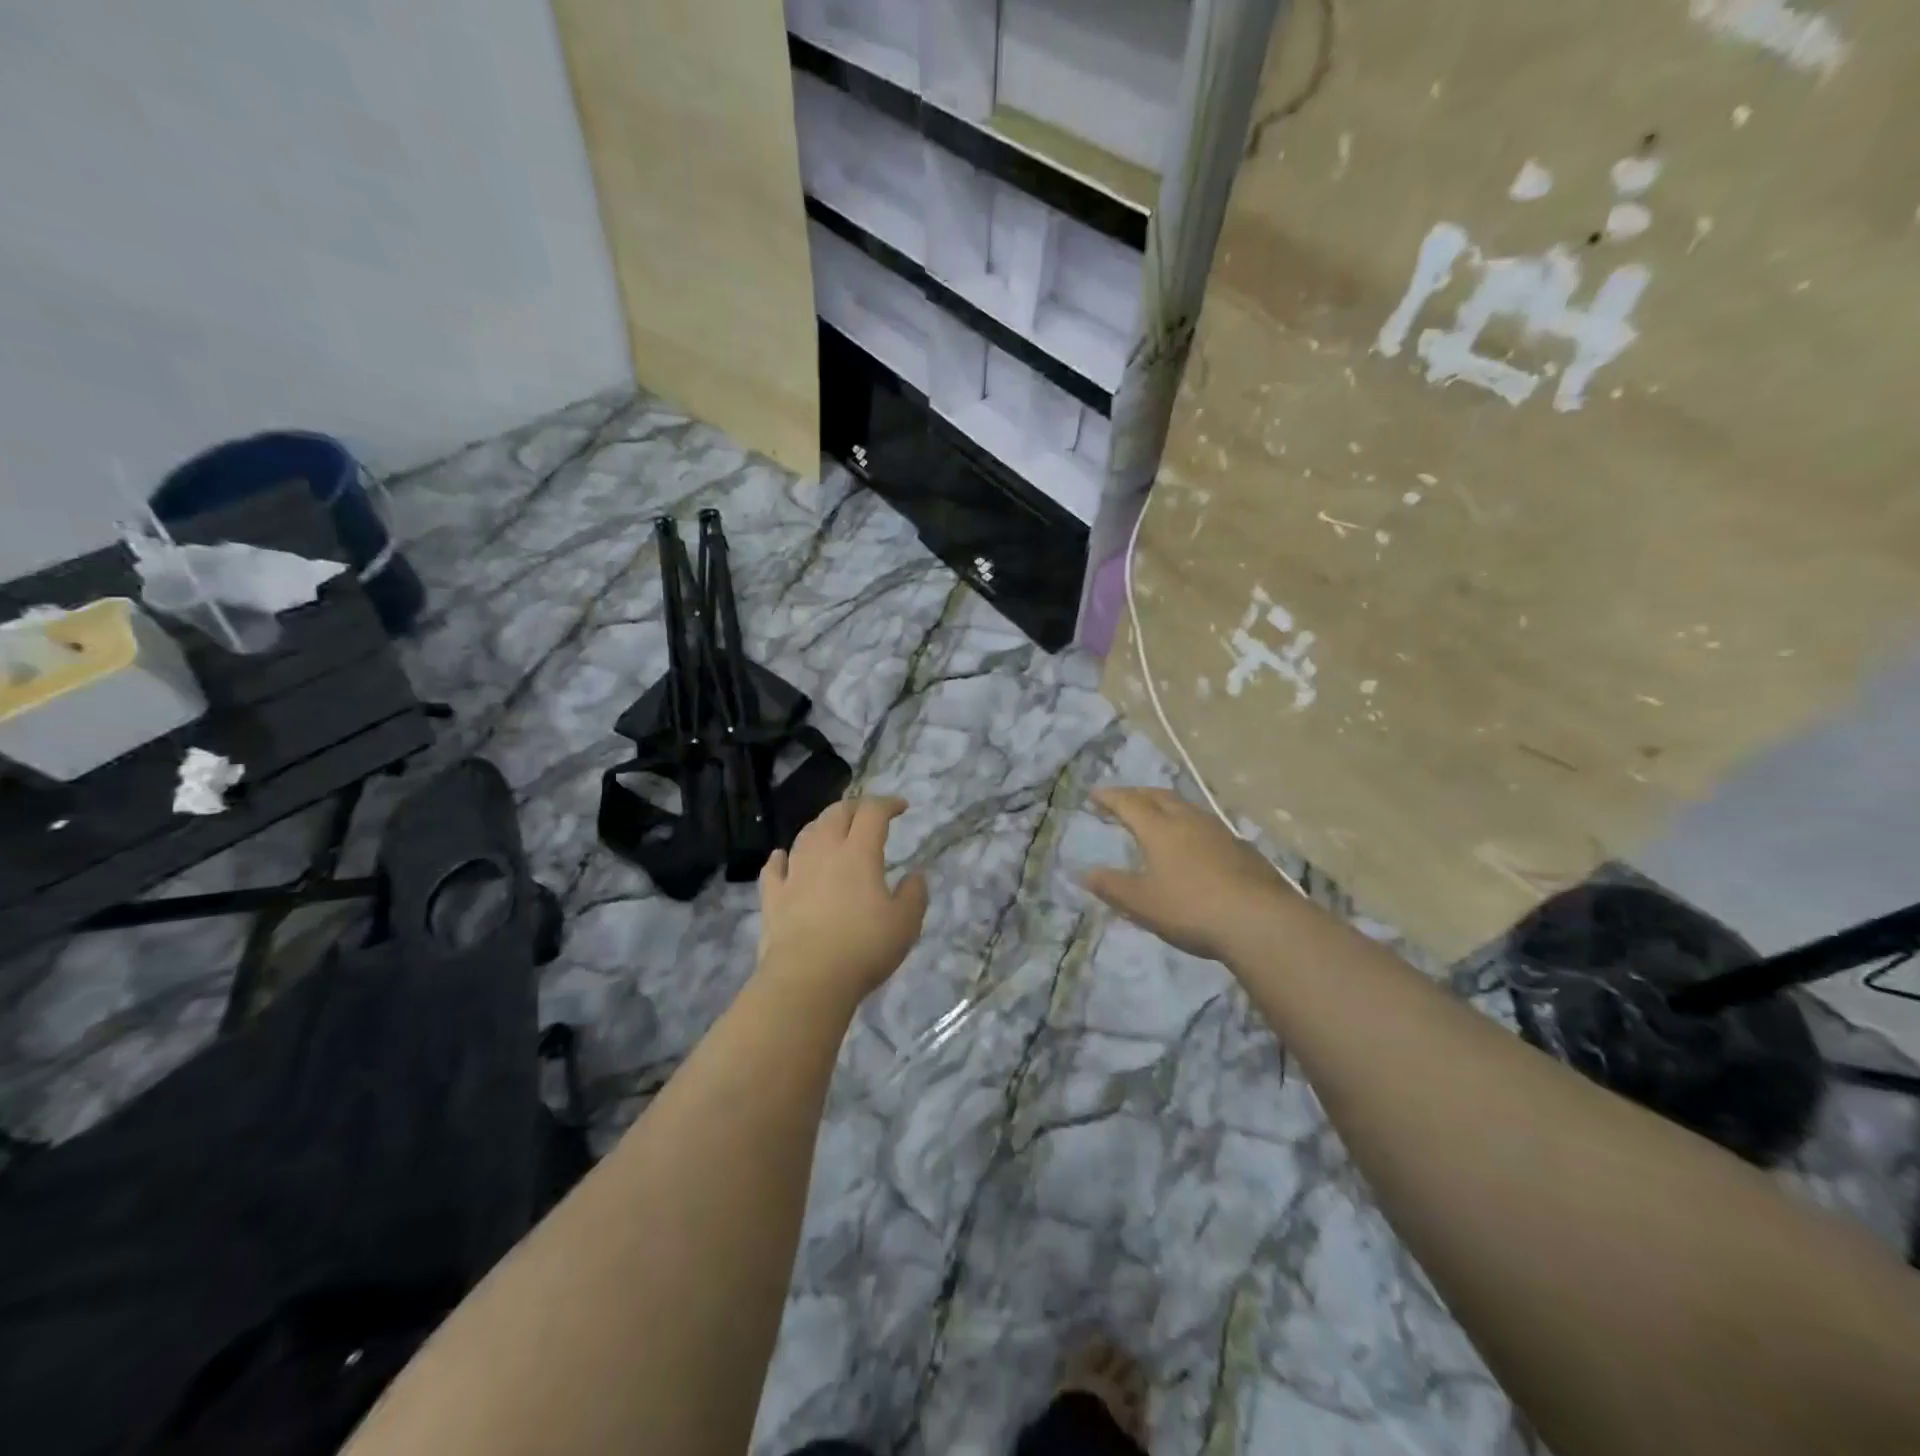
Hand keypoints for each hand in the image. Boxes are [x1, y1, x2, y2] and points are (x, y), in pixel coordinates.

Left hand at [758, 796, 929, 1008]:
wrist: (807, 979)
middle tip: (867, 814)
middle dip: (854, 808)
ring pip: (806, 835)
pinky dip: (781, 858)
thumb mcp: (905, 923)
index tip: (901, 807)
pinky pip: (774, 868)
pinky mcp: (772, 898)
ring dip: (821, 826)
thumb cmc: (863, 947)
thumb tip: (916, 875)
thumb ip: (914, 894)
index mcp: (859, 853)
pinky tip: (782, 857)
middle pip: (836, 814)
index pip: (872, 813)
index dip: (888, 804)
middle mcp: (824, 852)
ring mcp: (794, 873)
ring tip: (831, 830)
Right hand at [1083, 787, 1298, 962]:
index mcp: (1160, 829)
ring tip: (1157, 816)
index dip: (1110, 797)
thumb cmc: (1191, 909)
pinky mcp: (1242, 849)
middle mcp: (1189, 821)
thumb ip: (1112, 886)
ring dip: (1165, 806)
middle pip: (1159, 796)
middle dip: (1137, 794)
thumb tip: (1084, 872)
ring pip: (1186, 808)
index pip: (1129, 803)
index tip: (1094, 794)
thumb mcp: (1142, 903)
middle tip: (1123, 798)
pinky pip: (1206, 825)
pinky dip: (1188, 825)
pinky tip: (1193, 843)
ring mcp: (1219, 832)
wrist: (1261, 922)